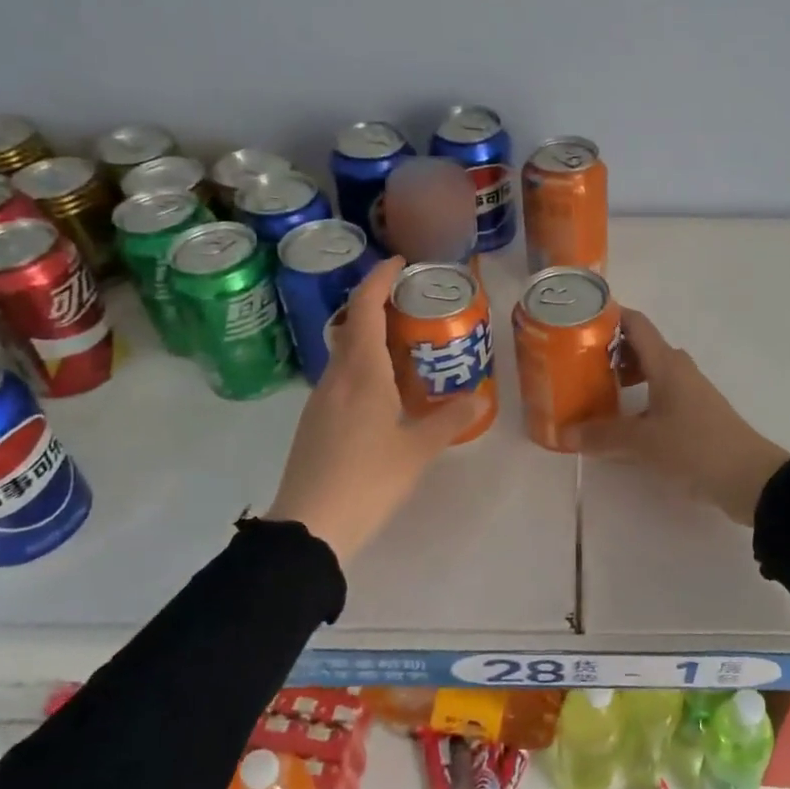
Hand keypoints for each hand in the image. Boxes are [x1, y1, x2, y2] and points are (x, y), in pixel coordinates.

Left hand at [264, 257, 478, 562]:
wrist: (310, 526)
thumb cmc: (367, 479)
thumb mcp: (417, 450)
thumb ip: (449, 421)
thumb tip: (479, 398)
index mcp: (361, 373)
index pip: (365, 309)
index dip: (379, 279)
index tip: (399, 262)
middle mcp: (336, 377)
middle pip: (352, 326)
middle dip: (377, 305)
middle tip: (411, 303)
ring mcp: (320, 400)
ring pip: (345, 353)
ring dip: (369, 337)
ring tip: (405, 344)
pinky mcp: (314, 422)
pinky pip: (341, 377)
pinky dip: (362, 366)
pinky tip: (384, 389)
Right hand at [575, 308, 789, 525]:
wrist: (750, 478)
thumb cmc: (695, 448)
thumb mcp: (644, 443)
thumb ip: (604, 436)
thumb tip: (565, 433)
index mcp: (666, 364)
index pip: (635, 324)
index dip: (608, 316)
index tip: (577, 322)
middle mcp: (678, 370)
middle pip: (640, 347)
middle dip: (608, 351)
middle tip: (575, 364)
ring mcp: (689, 391)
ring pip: (650, 372)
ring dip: (623, 376)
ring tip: (593, 393)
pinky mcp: (695, 413)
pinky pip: (659, 393)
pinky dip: (637, 398)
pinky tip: (621, 421)